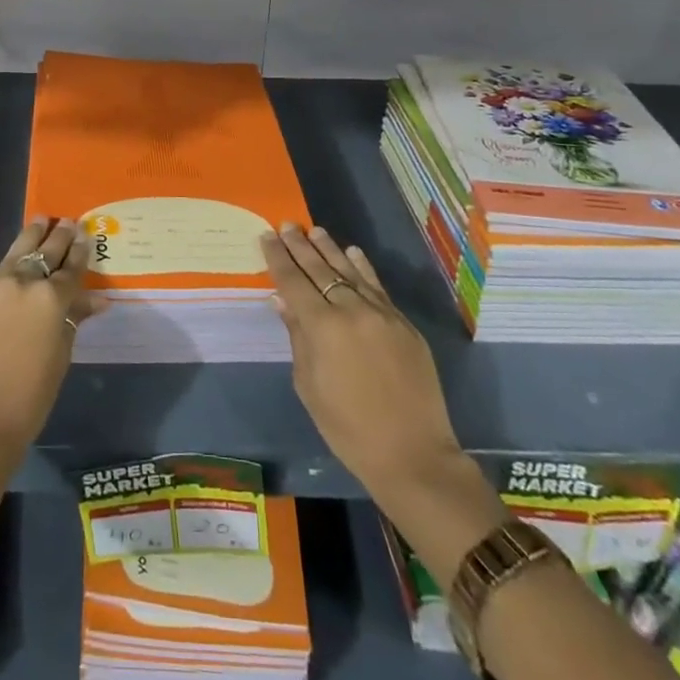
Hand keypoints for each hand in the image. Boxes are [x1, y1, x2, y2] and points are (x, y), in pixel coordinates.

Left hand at [0, 217, 100, 453]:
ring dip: (31, 237)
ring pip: (15, 253)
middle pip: (44, 251)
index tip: (86, 237)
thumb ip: (73, 321)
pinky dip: (9, 268)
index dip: (80, 252)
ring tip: (40, 221)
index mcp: (50, 298)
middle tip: (67, 222)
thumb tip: (94, 301)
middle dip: (58, 236)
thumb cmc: (28, 400)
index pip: (71, 268)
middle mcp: (21, 283)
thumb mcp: (60, 358)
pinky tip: (13, 266)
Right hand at [261, 224, 463, 502]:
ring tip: (315, 231)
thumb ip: (297, 337)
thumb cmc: (348, 428)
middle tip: (287, 225)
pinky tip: (352, 252)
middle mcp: (352, 310)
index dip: (278, 258)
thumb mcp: (309, 386)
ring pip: (350, 271)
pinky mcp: (403, 324)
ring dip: (330, 249)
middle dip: (300, 246)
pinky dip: (363, 268)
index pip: (293, 282)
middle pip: (320, 270)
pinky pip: (378, 287)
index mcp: (323, 327)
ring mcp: (382, 314)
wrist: (413, 455)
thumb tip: (283, 301)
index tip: (267, 236)